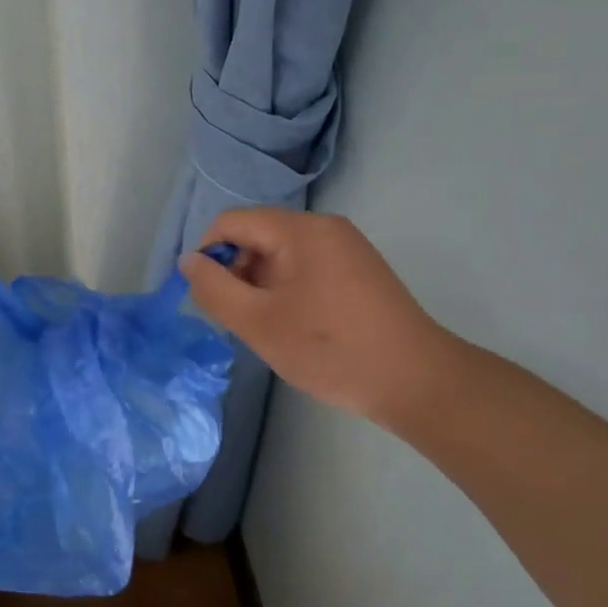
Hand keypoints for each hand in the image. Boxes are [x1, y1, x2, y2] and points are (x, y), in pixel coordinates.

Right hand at [178, 208, 462, 429]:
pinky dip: (286, 290)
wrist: (419, 383)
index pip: (231, 222)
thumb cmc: (332, 349)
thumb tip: (188, 262)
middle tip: (238, 318)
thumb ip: (214, 289)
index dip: (208, 255)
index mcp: (299, 230)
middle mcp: (324, 228)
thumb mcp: (259, 323)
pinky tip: (294, 326)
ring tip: (267, 327)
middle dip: (236, 272)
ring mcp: (346, 248)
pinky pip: (304, 267)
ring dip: (260, 285)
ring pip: (279, 254)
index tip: (208, 298)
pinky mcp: (358, 270)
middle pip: (256, 235)